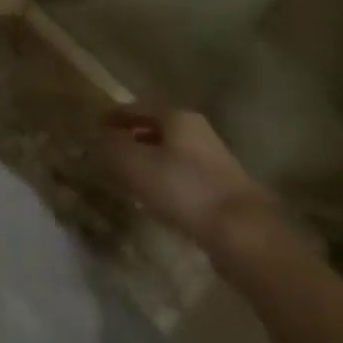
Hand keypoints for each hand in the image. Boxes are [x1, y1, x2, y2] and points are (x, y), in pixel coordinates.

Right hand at [100, 103, 279, 259]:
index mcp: (177, 116)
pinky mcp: (226, 190)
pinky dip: (168, 180)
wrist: (245, 235)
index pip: (138, 107)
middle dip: (134, 136)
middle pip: (158, 128)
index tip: (97, 126)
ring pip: (174, 152)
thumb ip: (113, 146)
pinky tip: (160, 199)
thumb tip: (100, 134)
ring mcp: (216, 161)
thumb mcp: (135, 164)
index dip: (115, 116)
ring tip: (132, 177)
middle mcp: (199, 131)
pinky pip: (186, 176)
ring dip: (152, 159)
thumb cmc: (184, 189)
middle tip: (113, 150)